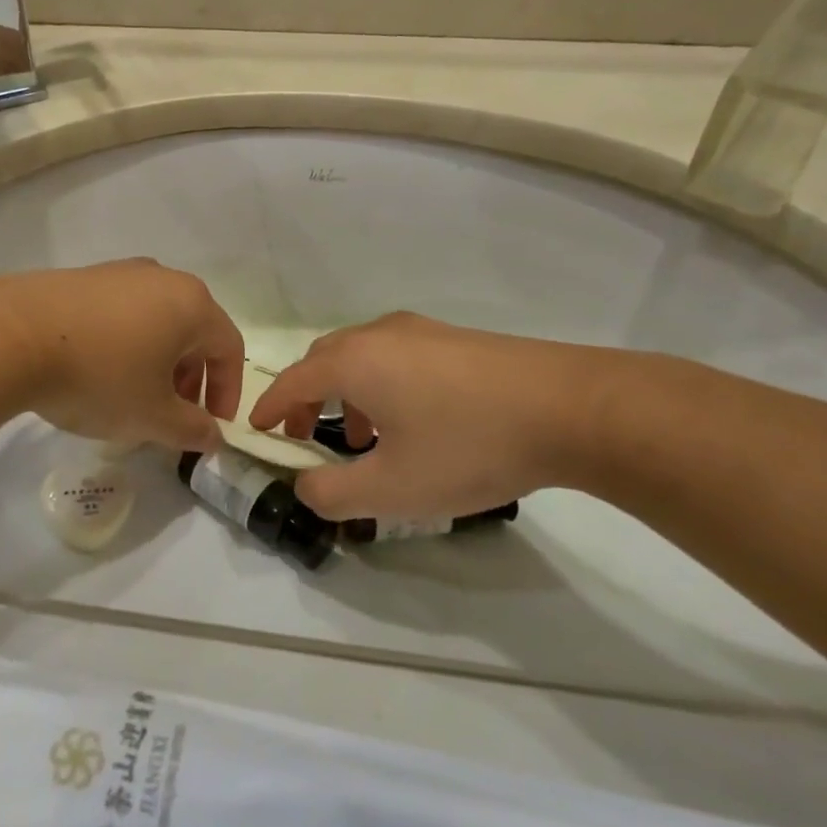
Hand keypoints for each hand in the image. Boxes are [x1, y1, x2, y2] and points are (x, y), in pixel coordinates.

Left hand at [0, 260, 244, 451]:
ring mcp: (120, 273)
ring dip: (158, 361)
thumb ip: (192, 430)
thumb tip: (213, 437)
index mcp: (192, 304)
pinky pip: (121, 312)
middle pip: (194, 331)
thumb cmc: (99, 376)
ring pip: (157, 320)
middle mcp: (162, 278)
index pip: (229, 348)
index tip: (212, 426)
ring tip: (134, 395)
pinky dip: (126, 343)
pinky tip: (98, 371)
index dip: (227, 391)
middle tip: (174, 414)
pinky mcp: (83, 277)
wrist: (12, 335)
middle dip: (191, 377)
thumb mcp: (152, 416)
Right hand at [247, 312, 611, 520]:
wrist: (570, 408)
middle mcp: (380, 334)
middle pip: (324, 360)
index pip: (292, 380)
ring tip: (360, 439)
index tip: (256, 430)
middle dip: (306, 398)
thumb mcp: (393, 488)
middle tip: (302, 435)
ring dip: (346, 394)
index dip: (269, 408)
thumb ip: (333, 494)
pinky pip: (396, 357)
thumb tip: (304, 487)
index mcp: (354, 361)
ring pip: (362, 357)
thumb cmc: (468, 446)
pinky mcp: (456, 339)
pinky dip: (380, 385)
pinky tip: (411, 422)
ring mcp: (422, 331)